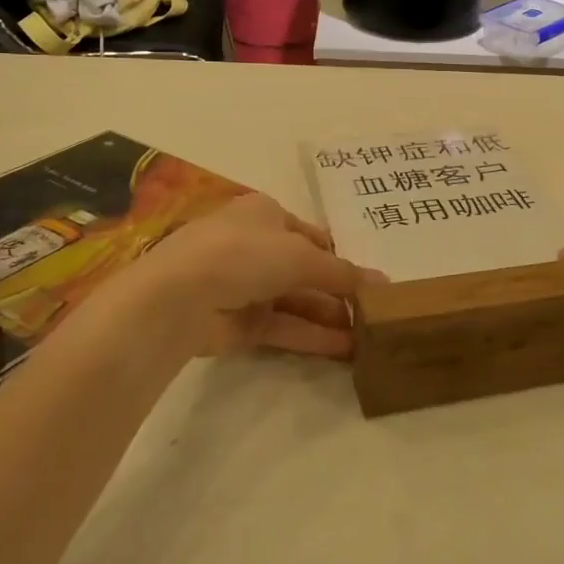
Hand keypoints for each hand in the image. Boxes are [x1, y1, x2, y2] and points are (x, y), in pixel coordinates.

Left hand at [84, 193, 385, 361]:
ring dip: (330, 317)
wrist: (179, 296)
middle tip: (376, 315)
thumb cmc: (244, 254)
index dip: (341, 257)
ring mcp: (245, 286)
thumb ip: (343, 273)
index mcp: (266, 214)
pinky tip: (345, 349)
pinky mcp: (239, 323)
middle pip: (306, 271)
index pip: (312, 236)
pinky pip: (284, 326)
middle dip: (339, 292)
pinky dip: (312, 336)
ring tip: (368, 337)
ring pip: (296, 301)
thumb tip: (384, 285)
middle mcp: (255, 246)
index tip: (370, 282)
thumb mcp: (301, 256)